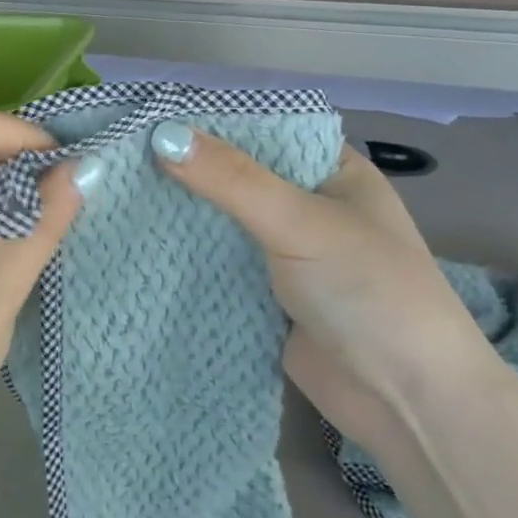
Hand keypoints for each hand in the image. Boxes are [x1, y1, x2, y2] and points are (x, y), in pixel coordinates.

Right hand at [151, 125, 506, 451]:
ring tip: (114, 195)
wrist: (403, 399)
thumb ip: (232, 179)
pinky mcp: (264, 296)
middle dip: (186, 173)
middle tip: (119, 159)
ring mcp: (285, 255)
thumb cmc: (368, 291)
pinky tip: (138, 245)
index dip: (210, 124)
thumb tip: (162, 136)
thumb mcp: (300, 222)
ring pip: (222, 225)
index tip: (149, 118)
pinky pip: (217, 266)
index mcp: (332, 173)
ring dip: (181, 217)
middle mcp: (307, 208)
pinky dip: (185, 259)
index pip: (263, 133)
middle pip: (236, 179)